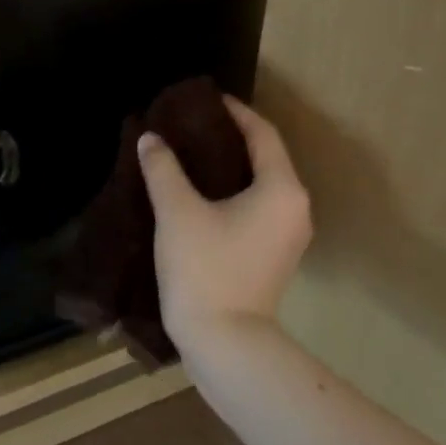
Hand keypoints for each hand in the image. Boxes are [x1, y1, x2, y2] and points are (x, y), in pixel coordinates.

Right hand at [139, 95, 311, 354]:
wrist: (226, 344)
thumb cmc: (205, 269)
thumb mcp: (177, 212)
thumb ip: (163, 169)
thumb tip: (150, 139)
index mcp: (281, 189)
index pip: (262, 134)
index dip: (234, 112)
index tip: (205, 100)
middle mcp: (294, 207)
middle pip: (265, 157)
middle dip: (230, 137)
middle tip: (191, 125)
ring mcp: (288, 235)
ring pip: (262, 183)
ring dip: (231, 165)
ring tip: (191, 154)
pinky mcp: (275, 255)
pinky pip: (258, 206)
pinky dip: (234, 190)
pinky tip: (201, 192)